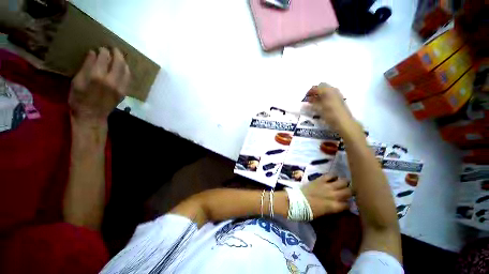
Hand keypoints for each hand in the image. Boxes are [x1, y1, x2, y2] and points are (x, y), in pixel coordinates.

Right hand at [69, 47, 129, 123]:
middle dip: (117, 53)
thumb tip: (94, 53)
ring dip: (123, 62)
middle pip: (119, 63)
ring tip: (119, 57)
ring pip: (126, 70)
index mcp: (97, 77)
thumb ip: (86, 66)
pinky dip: (126, 71)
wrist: (92, 116)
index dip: (104, 51)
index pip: (104, 58)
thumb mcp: (77, 81)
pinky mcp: (124, 92)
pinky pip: (128, 79)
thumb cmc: (79, 99)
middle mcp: (112, 81)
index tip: (101, 48)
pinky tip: (123, 68)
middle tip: (114, 48)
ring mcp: (120, 87)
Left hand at [301, 174, 351, 217]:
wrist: (297, 201)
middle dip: (350, 191)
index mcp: (335, 207)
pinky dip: (333, 175)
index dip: (348, 204)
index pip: (349, 204)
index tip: (347, 203)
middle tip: (348, 191)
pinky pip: (331, 174)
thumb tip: (339, 206)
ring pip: (343, 181)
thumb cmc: (309, 211)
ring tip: (343, 183)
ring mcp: (328, 186)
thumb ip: (333, 209)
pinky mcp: (320, 179)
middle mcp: (335, 195)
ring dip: (344, 182)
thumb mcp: (324, 214)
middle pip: (349, 191)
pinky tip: (333, 177)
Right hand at [307, 83, 354, 131]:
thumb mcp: (319, 108)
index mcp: (328, 91)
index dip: (310, 91)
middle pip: (322, 87)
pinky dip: (323, 98)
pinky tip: (320, 104)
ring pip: (326, 91)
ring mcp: (337, 95)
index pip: (317, 87)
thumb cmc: (330, 114)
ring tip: (313, 102)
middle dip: (315, 92)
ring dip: (319, 95)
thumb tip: (308, 100)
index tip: (306, 97)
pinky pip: (329, 95)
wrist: (343, 121)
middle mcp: (333, 90)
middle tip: (309, 98)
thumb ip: (313, 102)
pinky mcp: (338, 100)